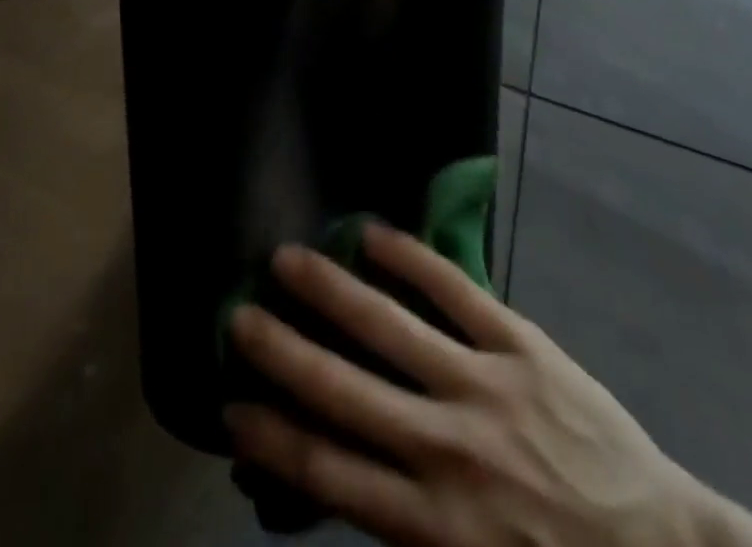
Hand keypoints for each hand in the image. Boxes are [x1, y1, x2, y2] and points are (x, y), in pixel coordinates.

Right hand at [226, 224, 751, 546]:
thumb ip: (402, 532)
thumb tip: (334, 479)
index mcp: (430, 527)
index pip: (327, 472)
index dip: (272, 436)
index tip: (230, 405)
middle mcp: (445, 451)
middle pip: (344, 391)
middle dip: (283, 352)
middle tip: (237, 314)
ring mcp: (484, 387)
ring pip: (390, 328)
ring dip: (332, 292)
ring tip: (288, 260)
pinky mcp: (521, 344)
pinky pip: (455, 291)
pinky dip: (410, 260)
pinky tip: (373, 234)